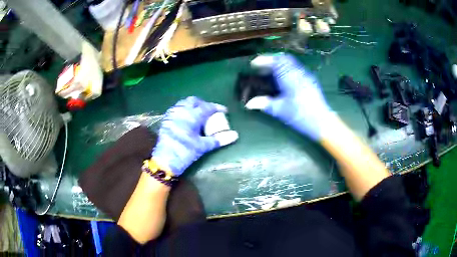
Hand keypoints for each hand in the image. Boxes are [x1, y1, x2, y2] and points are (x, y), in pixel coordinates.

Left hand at [152, 96, 238, 175]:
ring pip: (183, 103)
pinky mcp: (166, 120)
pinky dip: (183, 110)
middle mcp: (181, 111)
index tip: (224, 110)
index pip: (207, 107)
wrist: (165, 160)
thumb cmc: (185, 152)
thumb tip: (235, 135)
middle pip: (194, 101)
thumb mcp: (203, 146)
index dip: (217, 107)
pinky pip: (176, 109)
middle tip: (209, 112)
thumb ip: (218, 139)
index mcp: (192, 115)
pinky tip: (186, 119)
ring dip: (192, 106)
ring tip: (198, 114)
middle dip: (203, 104)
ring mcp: (172, 114)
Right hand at [245, 54, 335, 140]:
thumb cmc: (300, 115)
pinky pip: (296, 68)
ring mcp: (306, 75)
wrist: (322, 122)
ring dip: (279, 64)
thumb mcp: (280, 110)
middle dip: (271, 60)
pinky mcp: (310, 80)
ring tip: (271, 73)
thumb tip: (249, 104)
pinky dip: (287, 69)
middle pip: (284, 58)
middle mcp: (298, 72)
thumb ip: (264, 104)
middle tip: (262, 68)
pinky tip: (284, 79)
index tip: (254, 64)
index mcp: (289, 77)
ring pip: (291, 62)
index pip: (275, 61)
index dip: (263, 60)